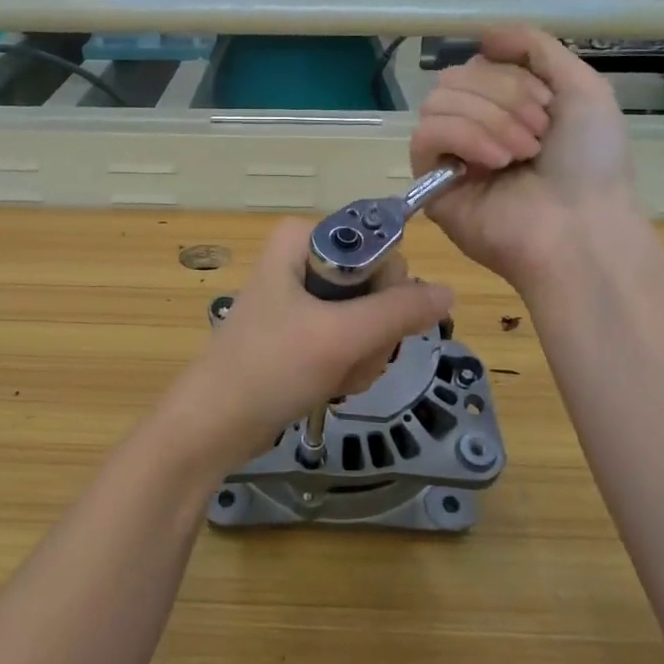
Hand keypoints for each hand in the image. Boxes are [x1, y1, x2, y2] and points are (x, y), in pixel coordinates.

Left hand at [163, 219, 453, 475]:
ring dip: (364, 355)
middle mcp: (304, 258)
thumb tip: (450, 292)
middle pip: (379, 285)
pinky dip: (351, 366)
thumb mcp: (340, 336)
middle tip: (349, 355)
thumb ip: (399, 311)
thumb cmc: (270, 368)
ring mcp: (304, 297)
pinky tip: (331, 384)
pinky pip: (352, 339)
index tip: (367, 322)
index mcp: (303, 238)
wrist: (214, 425)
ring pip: (371, 317)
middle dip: (374, 331)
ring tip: (335, 375)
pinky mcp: (304, 331)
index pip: (380, 246)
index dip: (386, 287)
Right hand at [411, 26, 637, 291]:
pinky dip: (463, 137)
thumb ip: (535, 47)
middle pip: (454, 78)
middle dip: (503, 97)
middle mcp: (473, 126)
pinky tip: (495, 162)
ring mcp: (450, 155)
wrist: (582, 226)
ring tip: (522, 154)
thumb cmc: (591, 161)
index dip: (513, 77)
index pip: (478, 64)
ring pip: (437, 102)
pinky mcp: (430, 182)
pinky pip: (425, 135)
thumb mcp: (583, 86)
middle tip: (539, 134)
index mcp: (505, 105)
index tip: (551, 108)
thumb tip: (484, 34)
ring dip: (488, 120)